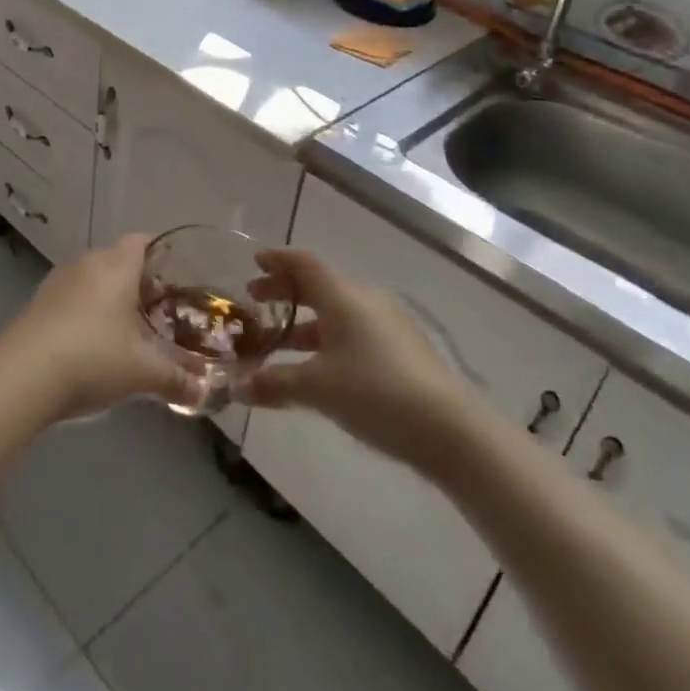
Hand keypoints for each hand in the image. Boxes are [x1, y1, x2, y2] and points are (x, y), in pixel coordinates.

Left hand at [0, 235, 200, 422]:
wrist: (23, 376)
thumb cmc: (93, 358)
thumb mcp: (143, 372)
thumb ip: (176, 379)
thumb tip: (204, 393)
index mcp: (116, 266)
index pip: (141, 241)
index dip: (160, 256)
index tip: (175, 281)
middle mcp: (86, 264)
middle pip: (118, 261)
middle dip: (137, 283)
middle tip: (157, 314)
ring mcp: (57, 282)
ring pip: (92, 279)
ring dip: (108, 299)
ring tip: (125, 332)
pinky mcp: (37, 303)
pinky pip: (71, 298)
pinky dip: (84, 312)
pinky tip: (90, 346)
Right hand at [237, 249, 478, 465]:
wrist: (451, 430)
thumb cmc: (376, 393)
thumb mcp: (317, 388)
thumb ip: (274, 383)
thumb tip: (238, 386)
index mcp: (342, 297)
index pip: (303, 263)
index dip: (277, 260)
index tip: (254, 263)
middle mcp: (364, 301)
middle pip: (318, 286)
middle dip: (284, 292)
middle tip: (255, 300)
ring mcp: (387, 326)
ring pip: (336, 313)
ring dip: (304, 322)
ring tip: (279, 342)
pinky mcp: (402, 351)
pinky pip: (353, 332)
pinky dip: (327, 339)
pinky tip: (319, 368)